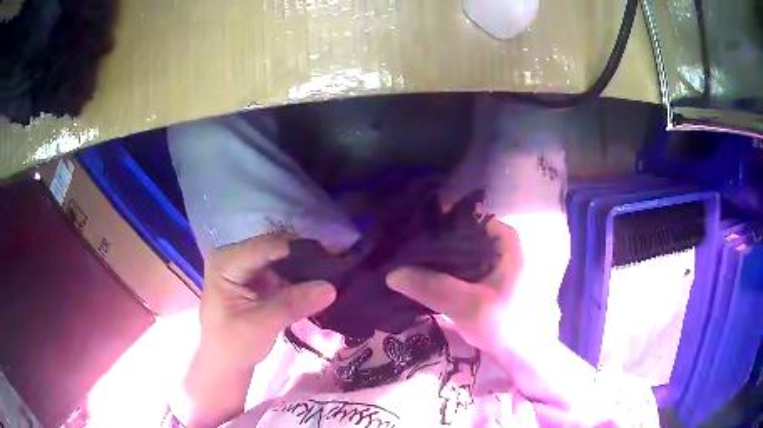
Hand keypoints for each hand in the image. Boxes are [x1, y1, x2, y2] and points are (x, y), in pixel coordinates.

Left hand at [184, 235, 335, 426]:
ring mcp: (247, 266)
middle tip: (340, 261)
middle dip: (306, 254)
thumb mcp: (261, 326)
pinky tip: (323, 277)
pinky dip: (302, 275)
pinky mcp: (258, 277)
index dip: (299, 249)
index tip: (333, 255)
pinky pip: (284, 269)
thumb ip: (293, 304)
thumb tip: (330, 287)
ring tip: (337, 268)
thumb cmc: (233, 345)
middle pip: (276, 247)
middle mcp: (235, 255)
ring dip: (307, 264)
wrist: (226, 361)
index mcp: (225, 262)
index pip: (266, 247)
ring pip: (283, 257)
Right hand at [386, 218, 522, 353]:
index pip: (464, 217)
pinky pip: (459, 269)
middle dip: (431, 242)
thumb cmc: (507, 325)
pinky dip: (442, 273)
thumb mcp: (469, 306)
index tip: (408, 231)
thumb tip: (392, 273)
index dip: (435, 221)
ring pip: (458, 253)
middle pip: (459, 234)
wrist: (524, 354)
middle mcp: (499, 245)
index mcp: (504, 239)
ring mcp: (493, 264)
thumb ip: (432, 288)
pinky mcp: (486, 281)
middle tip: (400, 250)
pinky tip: (420, 279)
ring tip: (404, 262)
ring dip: (435, 260)